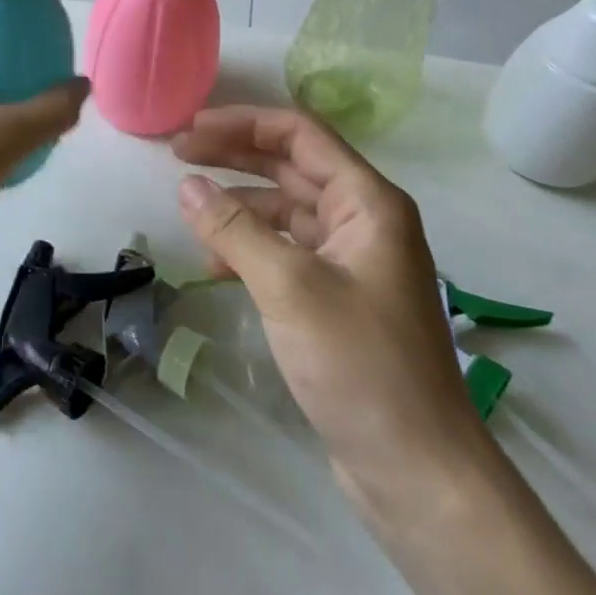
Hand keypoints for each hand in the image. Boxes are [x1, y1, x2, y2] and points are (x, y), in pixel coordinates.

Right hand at [171, 106, 486, 524]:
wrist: (417, 472)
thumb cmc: (360, 364)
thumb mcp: (289, 286)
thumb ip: (234, 228)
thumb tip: (186, 184)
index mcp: (368, 202)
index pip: (300, 135)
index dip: (243, 123)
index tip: (192, 128)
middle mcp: (363, 220)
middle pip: (290, 166)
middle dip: (234, 156)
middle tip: (178, 153)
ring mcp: (351, 260)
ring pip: (285, 209)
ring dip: (239, 205)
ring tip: (189, 209)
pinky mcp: (337, 297)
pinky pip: (286, 251)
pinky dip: (250, 248)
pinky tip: (214, 264)